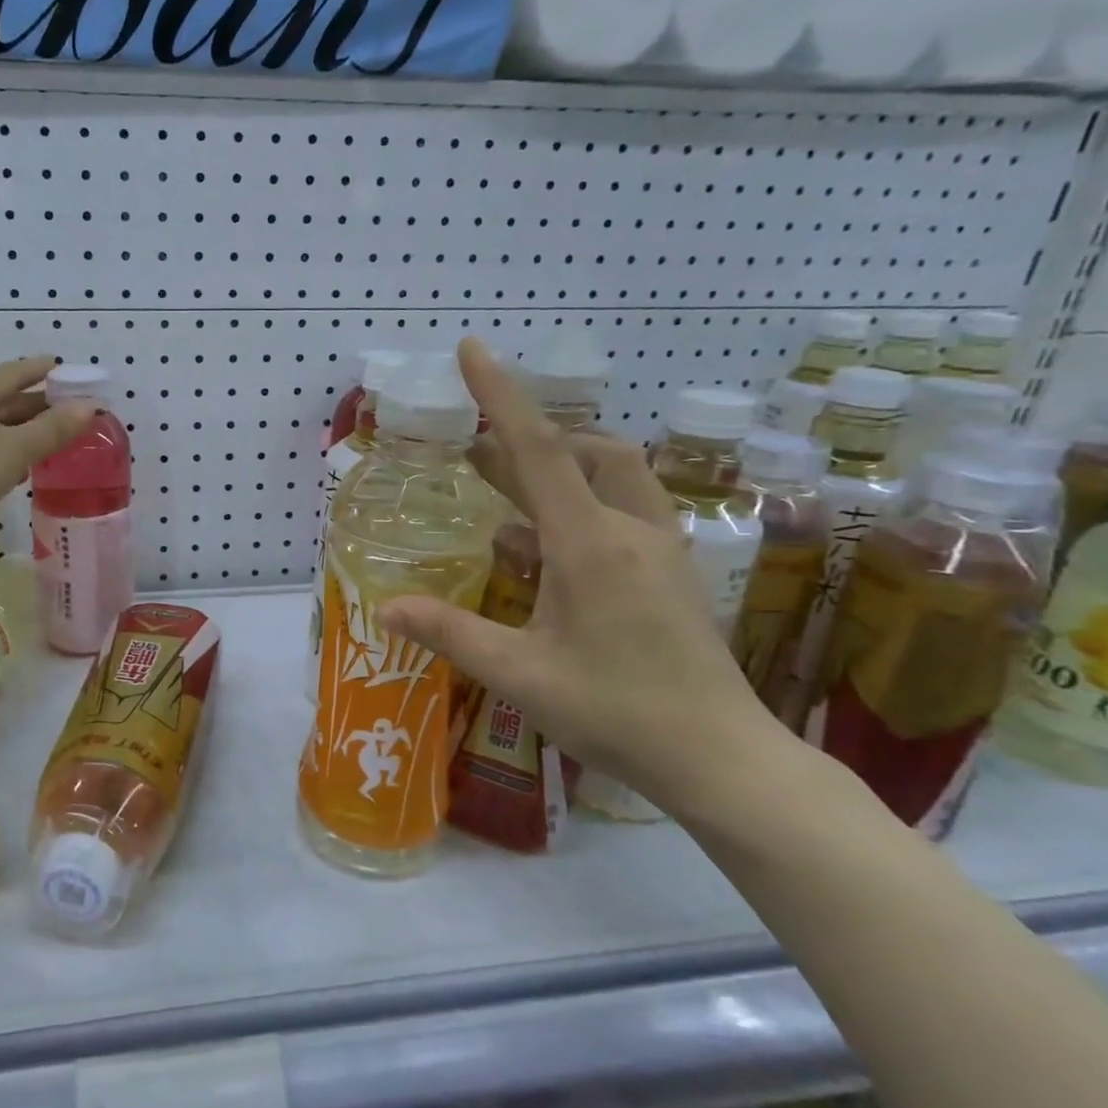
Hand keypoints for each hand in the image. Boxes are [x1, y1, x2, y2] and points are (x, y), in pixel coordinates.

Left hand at [0, 356, 91, 538]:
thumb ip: (54, 429)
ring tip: (53, 440)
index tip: (64, 368)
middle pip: (4, 400)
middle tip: (70, 411)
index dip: (40, 370)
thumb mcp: (16, 448)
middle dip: (37, 405)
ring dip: (23, 432)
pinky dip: (6, 454)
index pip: (14, 372)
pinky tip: (21, 469)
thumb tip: (90, 407)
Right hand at [379, 338, 782, 816]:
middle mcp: (629, 529)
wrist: (722, 759)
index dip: (501, 394)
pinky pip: (623, 509)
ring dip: (557, 467)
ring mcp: (659, 548)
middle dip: (523, 439)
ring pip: (610, 475)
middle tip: (472, 452)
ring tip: (503, 492)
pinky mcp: (671, 571)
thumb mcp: (519, 673)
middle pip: (579, 451)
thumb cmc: (616, 712)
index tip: (473, 349)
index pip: (536, 449)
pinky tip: (540, 548)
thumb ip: (450, 632)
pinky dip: (577, 505)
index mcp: (589, 543)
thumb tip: (386, 606)